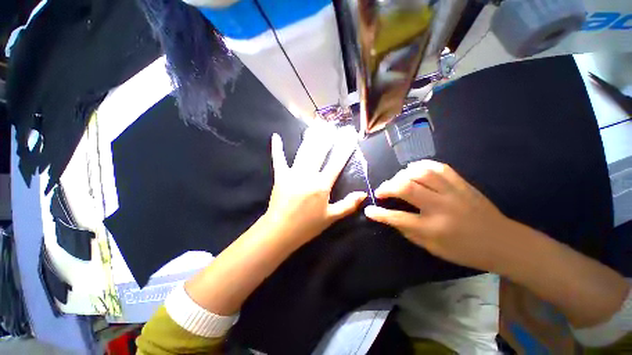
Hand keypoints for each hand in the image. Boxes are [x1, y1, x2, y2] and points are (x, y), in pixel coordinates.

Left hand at [265, 126, 366, 246]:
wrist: (280, 231)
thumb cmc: (307, 226)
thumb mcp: (331, 218)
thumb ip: (348, 205)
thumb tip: (363, 194)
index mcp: (322, 185)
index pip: (336, 162)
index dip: (345, 148)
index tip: (350, 136)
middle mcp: (308, 175)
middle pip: (319, 151)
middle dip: (327, 137)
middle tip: (333, 124)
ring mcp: (293, 173)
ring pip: (303, 151)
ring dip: (311, 137)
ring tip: (316, 125)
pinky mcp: (280, 176)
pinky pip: (278, 159)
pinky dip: (277, 148)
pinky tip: (276, 136)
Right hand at [364, 159, 513, 271]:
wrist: (503, 242)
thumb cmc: (465, 251)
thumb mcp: (433, 248)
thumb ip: (408, 231)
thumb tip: (390, 218)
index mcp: (434, 228)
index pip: (398, 218)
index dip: (379, 214)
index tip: (368, 210)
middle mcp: (441, 207)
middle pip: (406, 188)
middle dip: (387, 187)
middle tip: (381, 191)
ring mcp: (453, 192)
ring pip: (419, 173)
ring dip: (401, 175)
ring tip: (396, 181)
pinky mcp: (461, 183)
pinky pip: (437, 167)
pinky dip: (420, 166)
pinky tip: (413, 170)